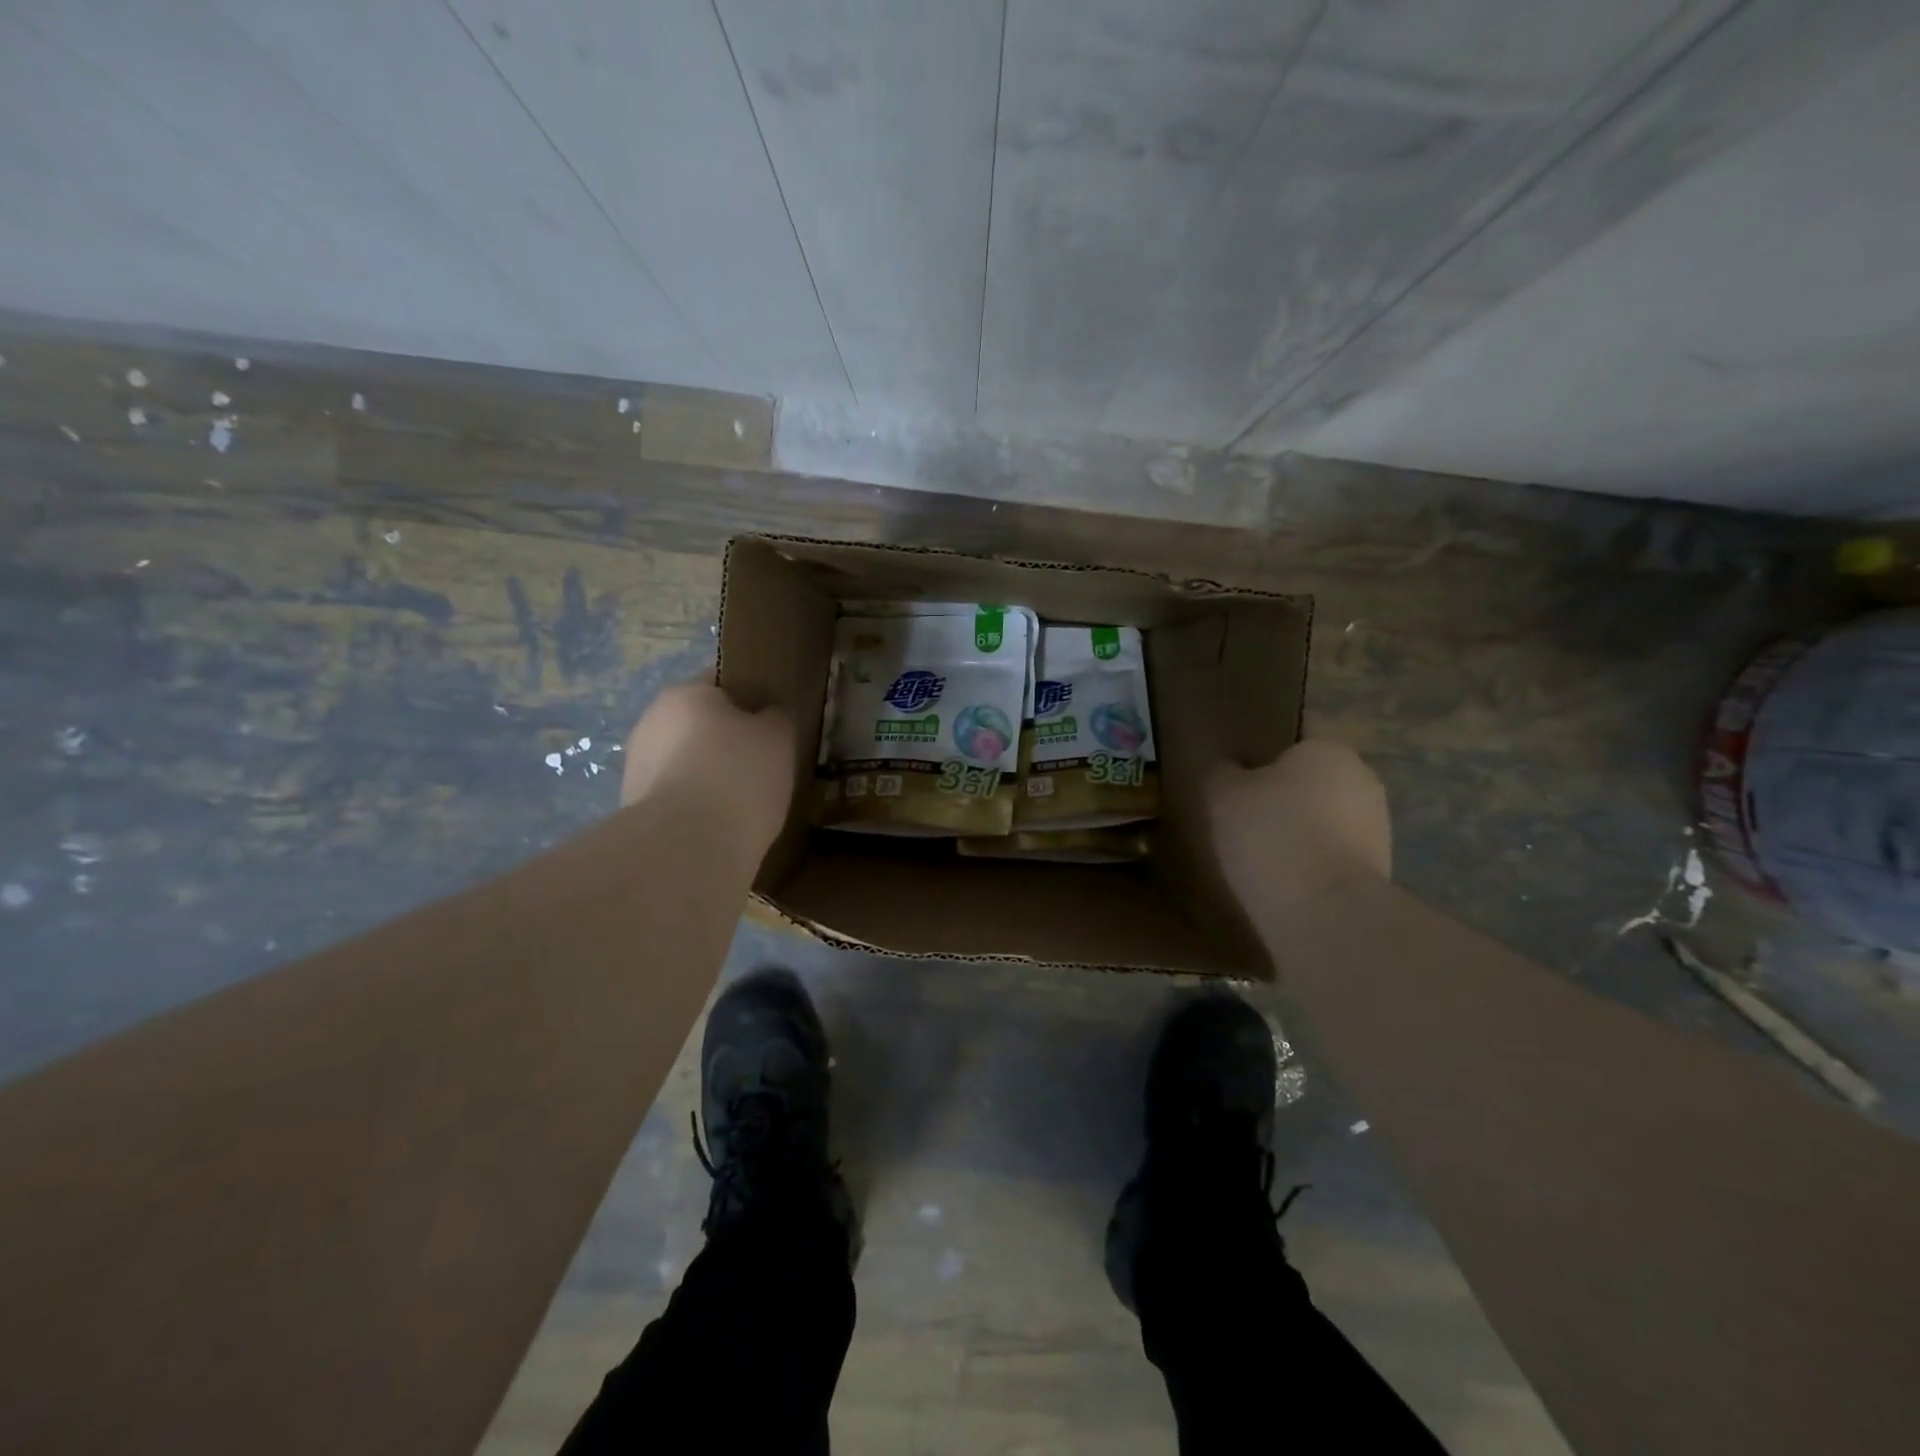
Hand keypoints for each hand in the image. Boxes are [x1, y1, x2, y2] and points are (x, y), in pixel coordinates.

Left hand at [620, 682, 795, 853]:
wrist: (690, 847)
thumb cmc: (739, 775)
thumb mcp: (778, 737)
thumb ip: (775, 718)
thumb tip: (766, 717)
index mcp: (685, 693)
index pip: (721, 682)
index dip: (752, 699)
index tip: (774, 724)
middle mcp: (651, 723)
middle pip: (699, 724)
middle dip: (727, 742)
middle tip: (765, 765)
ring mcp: (637, 768)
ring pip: (686, 763)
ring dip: (710, 777)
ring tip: (747, 803)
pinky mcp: (636, 811)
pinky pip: (678, 799)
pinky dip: (699, 808)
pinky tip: (724, 826)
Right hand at [1207, 740, 1390, 910]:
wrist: (1324, 916)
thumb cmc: (1270, 836)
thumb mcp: (1222, 794)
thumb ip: (1224, 772)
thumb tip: (1230, 768)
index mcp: (1330, 748)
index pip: (1297, 731)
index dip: (1265, 744)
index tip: (1236, 764)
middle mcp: (1363, 779)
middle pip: (1313, 776)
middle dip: (1282, 790)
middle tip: (1239, 809)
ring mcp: (1377, 829)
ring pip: (1325, 817)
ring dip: (1297, 829)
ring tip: (1255, 851)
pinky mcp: (1377, 872)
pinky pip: (1331, 855)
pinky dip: (1308, 863)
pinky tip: (1277, 880)